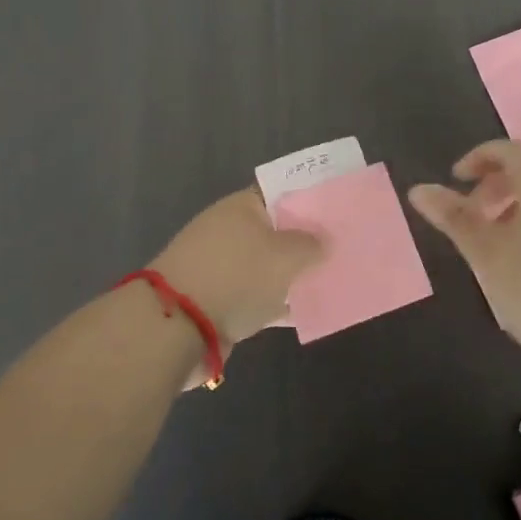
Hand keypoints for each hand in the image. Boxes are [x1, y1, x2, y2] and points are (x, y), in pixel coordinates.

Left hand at [149, 189, 324, 353]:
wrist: (176, 327)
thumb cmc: (235, 276)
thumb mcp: (285, 256)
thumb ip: (310, 245)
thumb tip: (323, 241)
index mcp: (243, 207)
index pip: (282, 192)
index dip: (311, 198)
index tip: (339, 209)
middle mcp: (230, 230)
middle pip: (277, 230)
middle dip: (307, 240)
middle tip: (345, 246)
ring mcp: (222, 266)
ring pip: (269, 266)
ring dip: (294, 274)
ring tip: (334, 279)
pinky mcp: (219, 301)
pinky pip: (259, 296)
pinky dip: (279, 302)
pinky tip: (307, 310)